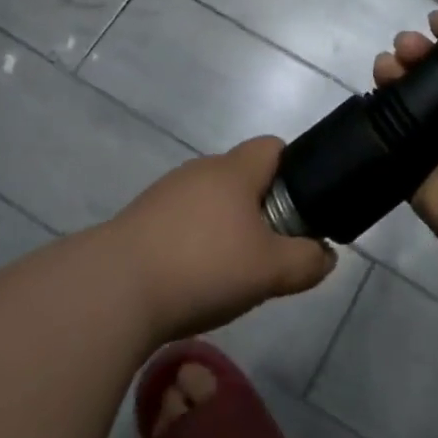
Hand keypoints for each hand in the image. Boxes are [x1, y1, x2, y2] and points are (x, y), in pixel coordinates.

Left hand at [113, 136, 335, 340]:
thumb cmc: (203, 266)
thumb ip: (307, 261)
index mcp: (234, 170)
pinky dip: (194, 244)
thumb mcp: (271, 270)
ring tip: (230, 272)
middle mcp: (199, 171)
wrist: (112, 290)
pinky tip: (192, 280)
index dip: (294, 171)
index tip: (300, 210)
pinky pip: (181, 223)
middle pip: (242, 177)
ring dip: (225, 229)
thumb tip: (325, 255)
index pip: (273, 147)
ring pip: (211, 202)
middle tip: (269, 251)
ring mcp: (165, 194)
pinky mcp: (139, 220)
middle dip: (261, 208)